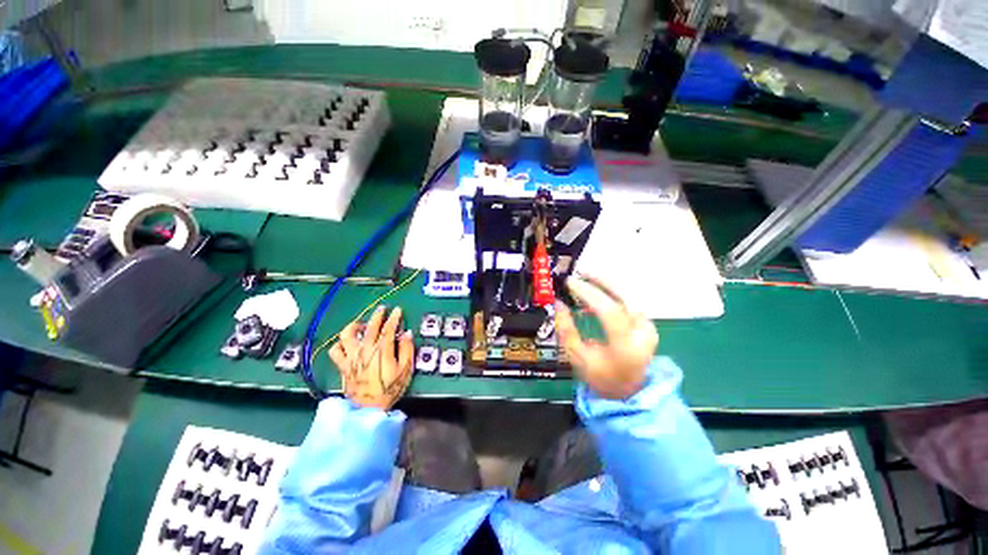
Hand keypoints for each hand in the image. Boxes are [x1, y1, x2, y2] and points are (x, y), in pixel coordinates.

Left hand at [329, 306, 414, 409]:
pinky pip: (335, 351)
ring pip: (347, 335)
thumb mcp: (405, 370)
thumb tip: (407, 334)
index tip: (398, 310)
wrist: (368, 409)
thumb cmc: (389, 389)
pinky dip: (340, 344)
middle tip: (382, 309)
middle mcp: (365, 350)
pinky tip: (347, 343)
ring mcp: (351, 357)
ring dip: (354, 326)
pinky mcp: (343, 365)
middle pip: (370, 327)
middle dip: (377, 315)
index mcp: (382, 350)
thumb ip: (407, 350)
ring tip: (362, 324)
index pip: (388, 328)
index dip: (394, 318)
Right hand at [555, 276, 657, 398]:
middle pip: (624, 299)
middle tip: (579, 274)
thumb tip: (559, 302)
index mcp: (625, 348)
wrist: (627, 389)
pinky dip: (612, 293)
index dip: (589, 293)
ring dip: (606, 284)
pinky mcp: (648, 323)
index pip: (609, 312)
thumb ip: (566, 329)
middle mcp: (642, 334)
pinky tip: (597, 291)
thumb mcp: (577, 357)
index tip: (571, 283)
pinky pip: (628, 301)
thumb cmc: (599, 375)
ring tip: (585, 278)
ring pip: (628, 296)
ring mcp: (648, 328)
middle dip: (600, 282)